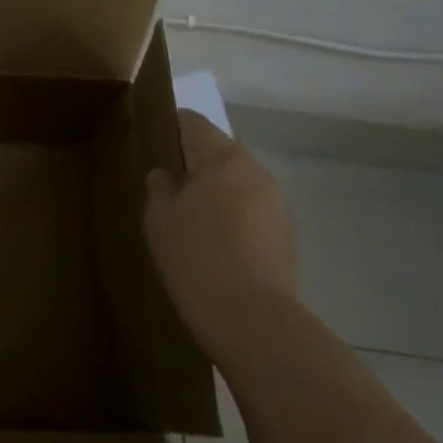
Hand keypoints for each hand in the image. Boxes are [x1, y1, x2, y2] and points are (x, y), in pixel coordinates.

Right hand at [144, 111, 296, 346]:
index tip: (154, 141)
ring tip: (194, 222)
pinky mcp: (288, 234)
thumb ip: (160, 187)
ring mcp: (278, 203)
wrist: (252, 319)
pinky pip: (253, 211)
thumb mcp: (159, 218)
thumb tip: (166, 175)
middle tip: (170, 189)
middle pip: (220, 153)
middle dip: (196, 165)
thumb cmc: (195, 257)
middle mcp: (256, 170)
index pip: (193, 123)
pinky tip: (218, 246)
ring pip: (239, 184)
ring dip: (218, 193)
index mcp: (223, 157)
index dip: (171, 127)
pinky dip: (235, 218)